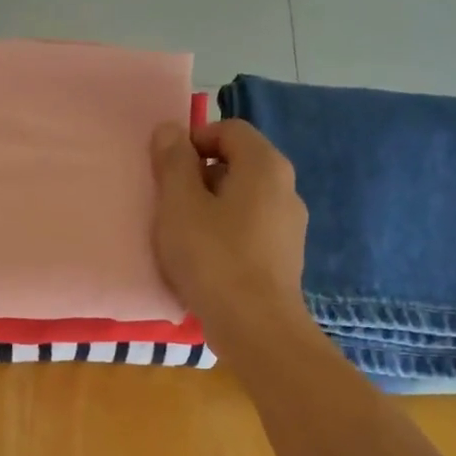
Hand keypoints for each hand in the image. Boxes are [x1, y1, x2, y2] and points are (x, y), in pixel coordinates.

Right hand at [149, 118, 307, 332]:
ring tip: (183, 235)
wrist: (255, 326)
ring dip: (210, 207)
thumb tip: (170, 130)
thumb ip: (173, 163)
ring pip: (243, 199)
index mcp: (264, 166)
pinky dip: (226, 233)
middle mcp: (286, 187)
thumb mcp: (179, 205)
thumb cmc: (213, 258)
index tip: (165, 169)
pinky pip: (250, 229)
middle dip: (199, 176)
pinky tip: (205, 261)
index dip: (194, 140)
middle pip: (238, 163)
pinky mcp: (285, 256)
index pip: (230, 130)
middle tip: (169, 203)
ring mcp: (290, 224)